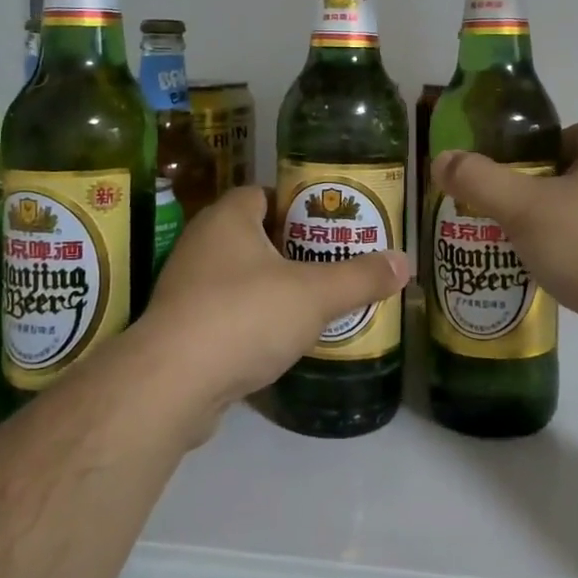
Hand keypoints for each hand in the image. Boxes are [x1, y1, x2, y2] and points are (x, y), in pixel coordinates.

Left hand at [126, 186, 410, 438]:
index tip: (327, 223)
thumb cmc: (245, 316)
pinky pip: (224, 311)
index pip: (262, 193)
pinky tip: (279, 338)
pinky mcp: (180, 328)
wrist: (171, 385)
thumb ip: (360, 277)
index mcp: (227, 219)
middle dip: (291, 247)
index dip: (295, 203)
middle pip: (253, 234)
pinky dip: (251, 318)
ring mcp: (185, 288)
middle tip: (330, 261)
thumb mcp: (315, 294)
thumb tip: (405, 262)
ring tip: (313, 300)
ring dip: (270, 285)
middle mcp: (201, 244)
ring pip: (238, 275)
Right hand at [431, 123, 577, 374]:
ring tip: (523, 252)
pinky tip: (560, 278)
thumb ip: (479, 179)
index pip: (560, 137)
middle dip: (536, 197)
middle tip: (503, 220)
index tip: (502, 187)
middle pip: (571, 175)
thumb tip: (441, 159)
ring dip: (558, 229)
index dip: (526, 158)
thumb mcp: (524, 208)